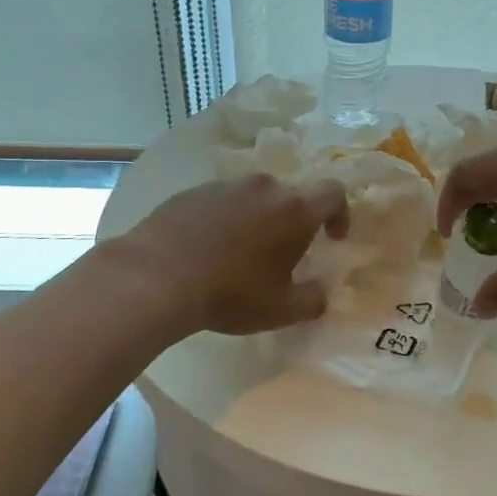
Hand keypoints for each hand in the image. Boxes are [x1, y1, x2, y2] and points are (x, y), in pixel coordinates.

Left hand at [120, 174, 349, 335]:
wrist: (157, 277)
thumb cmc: (230, 293)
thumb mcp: (281, 310)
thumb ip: (312, 300)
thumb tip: (321, 293)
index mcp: (294, 210)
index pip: (333, 193)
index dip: (340, 213)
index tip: (332, 239)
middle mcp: (264, 187)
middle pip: (291, 195)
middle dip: (294, 221)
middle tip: (282, 254)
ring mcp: (226, 185)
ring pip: (254, 197)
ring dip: (258, 218)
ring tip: (241, 253)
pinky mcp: (193, 191)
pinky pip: (221, 201)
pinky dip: (225, 219)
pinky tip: (208, 248)